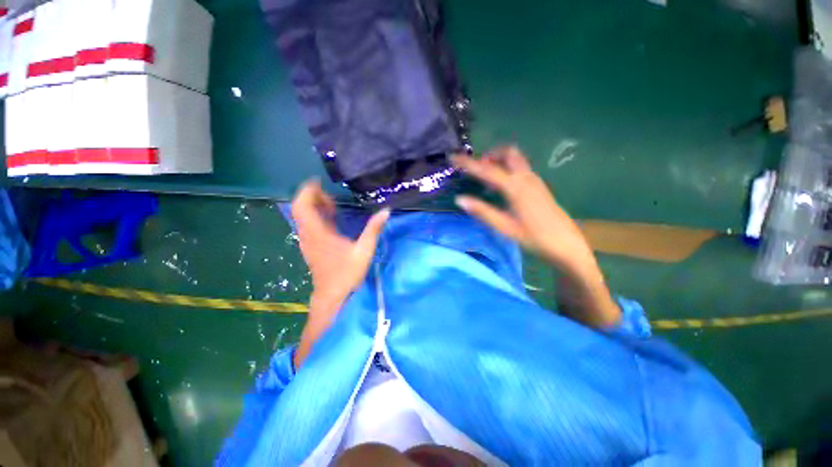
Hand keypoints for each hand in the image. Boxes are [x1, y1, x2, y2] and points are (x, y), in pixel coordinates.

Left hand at [292, 180, 389, 316]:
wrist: (333, 297)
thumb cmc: (347, 274)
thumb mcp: (364, 250)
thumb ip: (374, 229)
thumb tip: (386, 211)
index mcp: (318, 233)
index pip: (302, 206)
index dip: (307, 191)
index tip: (319, 182)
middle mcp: (309, 236)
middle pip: (300, 209)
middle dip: (313, 197)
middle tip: (332, 197)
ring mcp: (308, 242)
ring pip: (304, 218)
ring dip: (315, 208)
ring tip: (333, 206)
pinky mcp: (311, 248)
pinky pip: (309, 226)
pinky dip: (317, 218)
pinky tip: (332, 220)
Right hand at [452, 146, 619, 327]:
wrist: (567, 245)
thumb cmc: (535, 238)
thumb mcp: (504, 227)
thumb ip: (482, 212)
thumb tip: (460, 199)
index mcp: (516, 187)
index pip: (487, 170)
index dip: (468, 163)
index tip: (453, 157)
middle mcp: (526, 178)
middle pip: (507, 153)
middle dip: (489, 156)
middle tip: (476, 169)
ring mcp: (535, 181)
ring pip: (515, 160)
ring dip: (499, 162)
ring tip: (486, 180)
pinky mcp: (539, 186)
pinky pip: (520, 169)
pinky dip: (507, 170)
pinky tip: (501, 188)